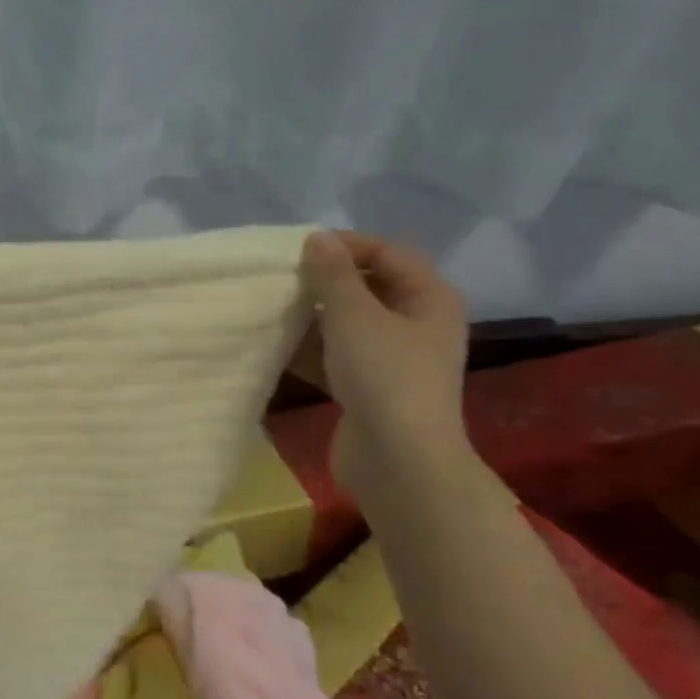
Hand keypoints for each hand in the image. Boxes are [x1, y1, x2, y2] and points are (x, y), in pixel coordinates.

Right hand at [292, 230, 469, 496]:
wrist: (397, 460)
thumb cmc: (385, 377)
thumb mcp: (354, 316)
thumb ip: (333, 276)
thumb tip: (316, 238)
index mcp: (429, 299)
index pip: (389, 253)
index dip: (347, 245)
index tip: (299, 250)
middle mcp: (415, 324)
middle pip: (368, 288)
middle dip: (324, 281)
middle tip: (281, 278)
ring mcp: (391, 359)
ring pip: (347, 324)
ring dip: (311, 316)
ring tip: (270, 309)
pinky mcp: (367, 388)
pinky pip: (335, 356)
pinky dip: (309, 349)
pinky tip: (273, 345)